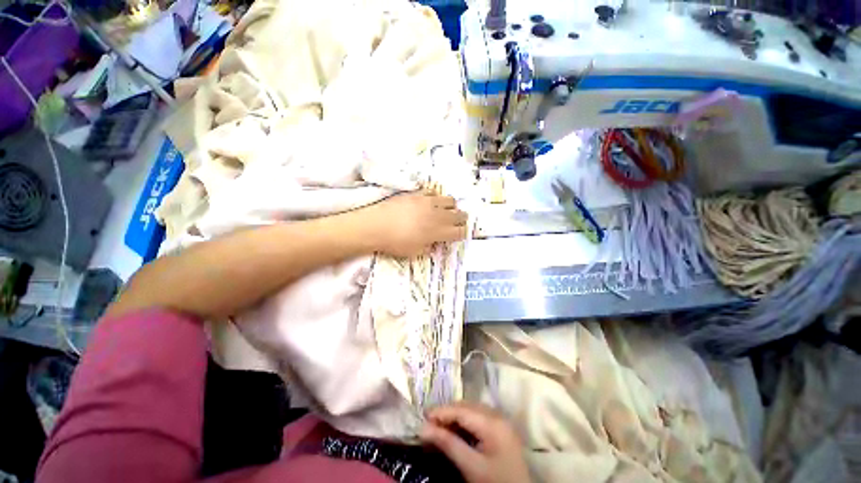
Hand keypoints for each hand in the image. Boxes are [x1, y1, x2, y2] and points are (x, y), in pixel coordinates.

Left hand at [359, 192, 467, 256]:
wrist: (376, 225)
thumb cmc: (395, 243)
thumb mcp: (415, 252)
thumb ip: (429, 247)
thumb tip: (435, 243)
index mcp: (438, 232)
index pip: (460, 231)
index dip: (462, 233)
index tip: (460, 234)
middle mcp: (438, 215)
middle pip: (459, 214)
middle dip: (461, 219)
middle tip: (456, 222)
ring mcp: (429, 202)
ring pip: (450, 200)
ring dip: (451, 207)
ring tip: (444, 211)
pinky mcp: (418, 193)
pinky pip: (434, 192)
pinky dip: (436, 198)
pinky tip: (429, 202)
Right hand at [420, 402, 532, 482]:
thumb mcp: (471, 467)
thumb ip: (448, 444)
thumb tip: (423, 429)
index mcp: (492, 422)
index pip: (461, 410)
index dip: (441, 411)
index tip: (422, 417)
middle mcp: (497, 414)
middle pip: (466, 406)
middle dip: (447, 413)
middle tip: (428, 423)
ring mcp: (501, 420)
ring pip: (471, 409)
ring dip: (454, 416)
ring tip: (439, 426)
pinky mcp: (501, 428)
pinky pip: (478, 417)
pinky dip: (464, 421)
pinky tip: (455, 430)